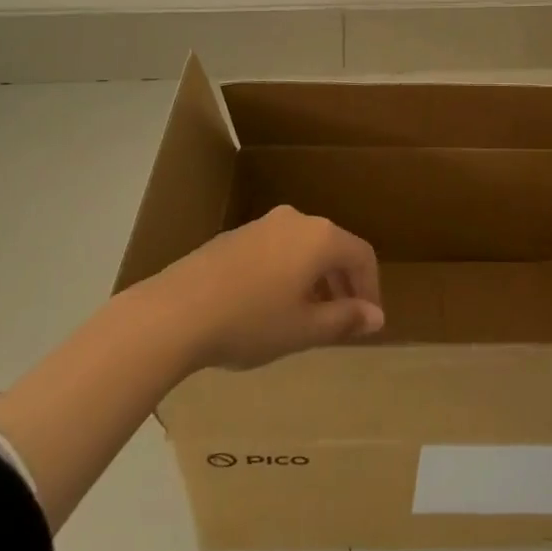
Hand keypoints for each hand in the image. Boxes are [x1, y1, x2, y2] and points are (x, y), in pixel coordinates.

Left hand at [140, 206, 384, 371]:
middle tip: (343, 322)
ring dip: (315, 280)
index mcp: (319, 237)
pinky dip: (288, 274)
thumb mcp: (303, 329)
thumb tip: (376, 316)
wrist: (176, 311)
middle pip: (333, 247)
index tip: (368, 322)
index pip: (361, 255)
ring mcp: (262, 224)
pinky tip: (271, 306)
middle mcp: (296, 220)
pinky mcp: (236, 236)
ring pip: (303, 248)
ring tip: (308, 318)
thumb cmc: (250, 321)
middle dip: (343, 284)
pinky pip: (277, 250)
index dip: (371, 289)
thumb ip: (344, 319)